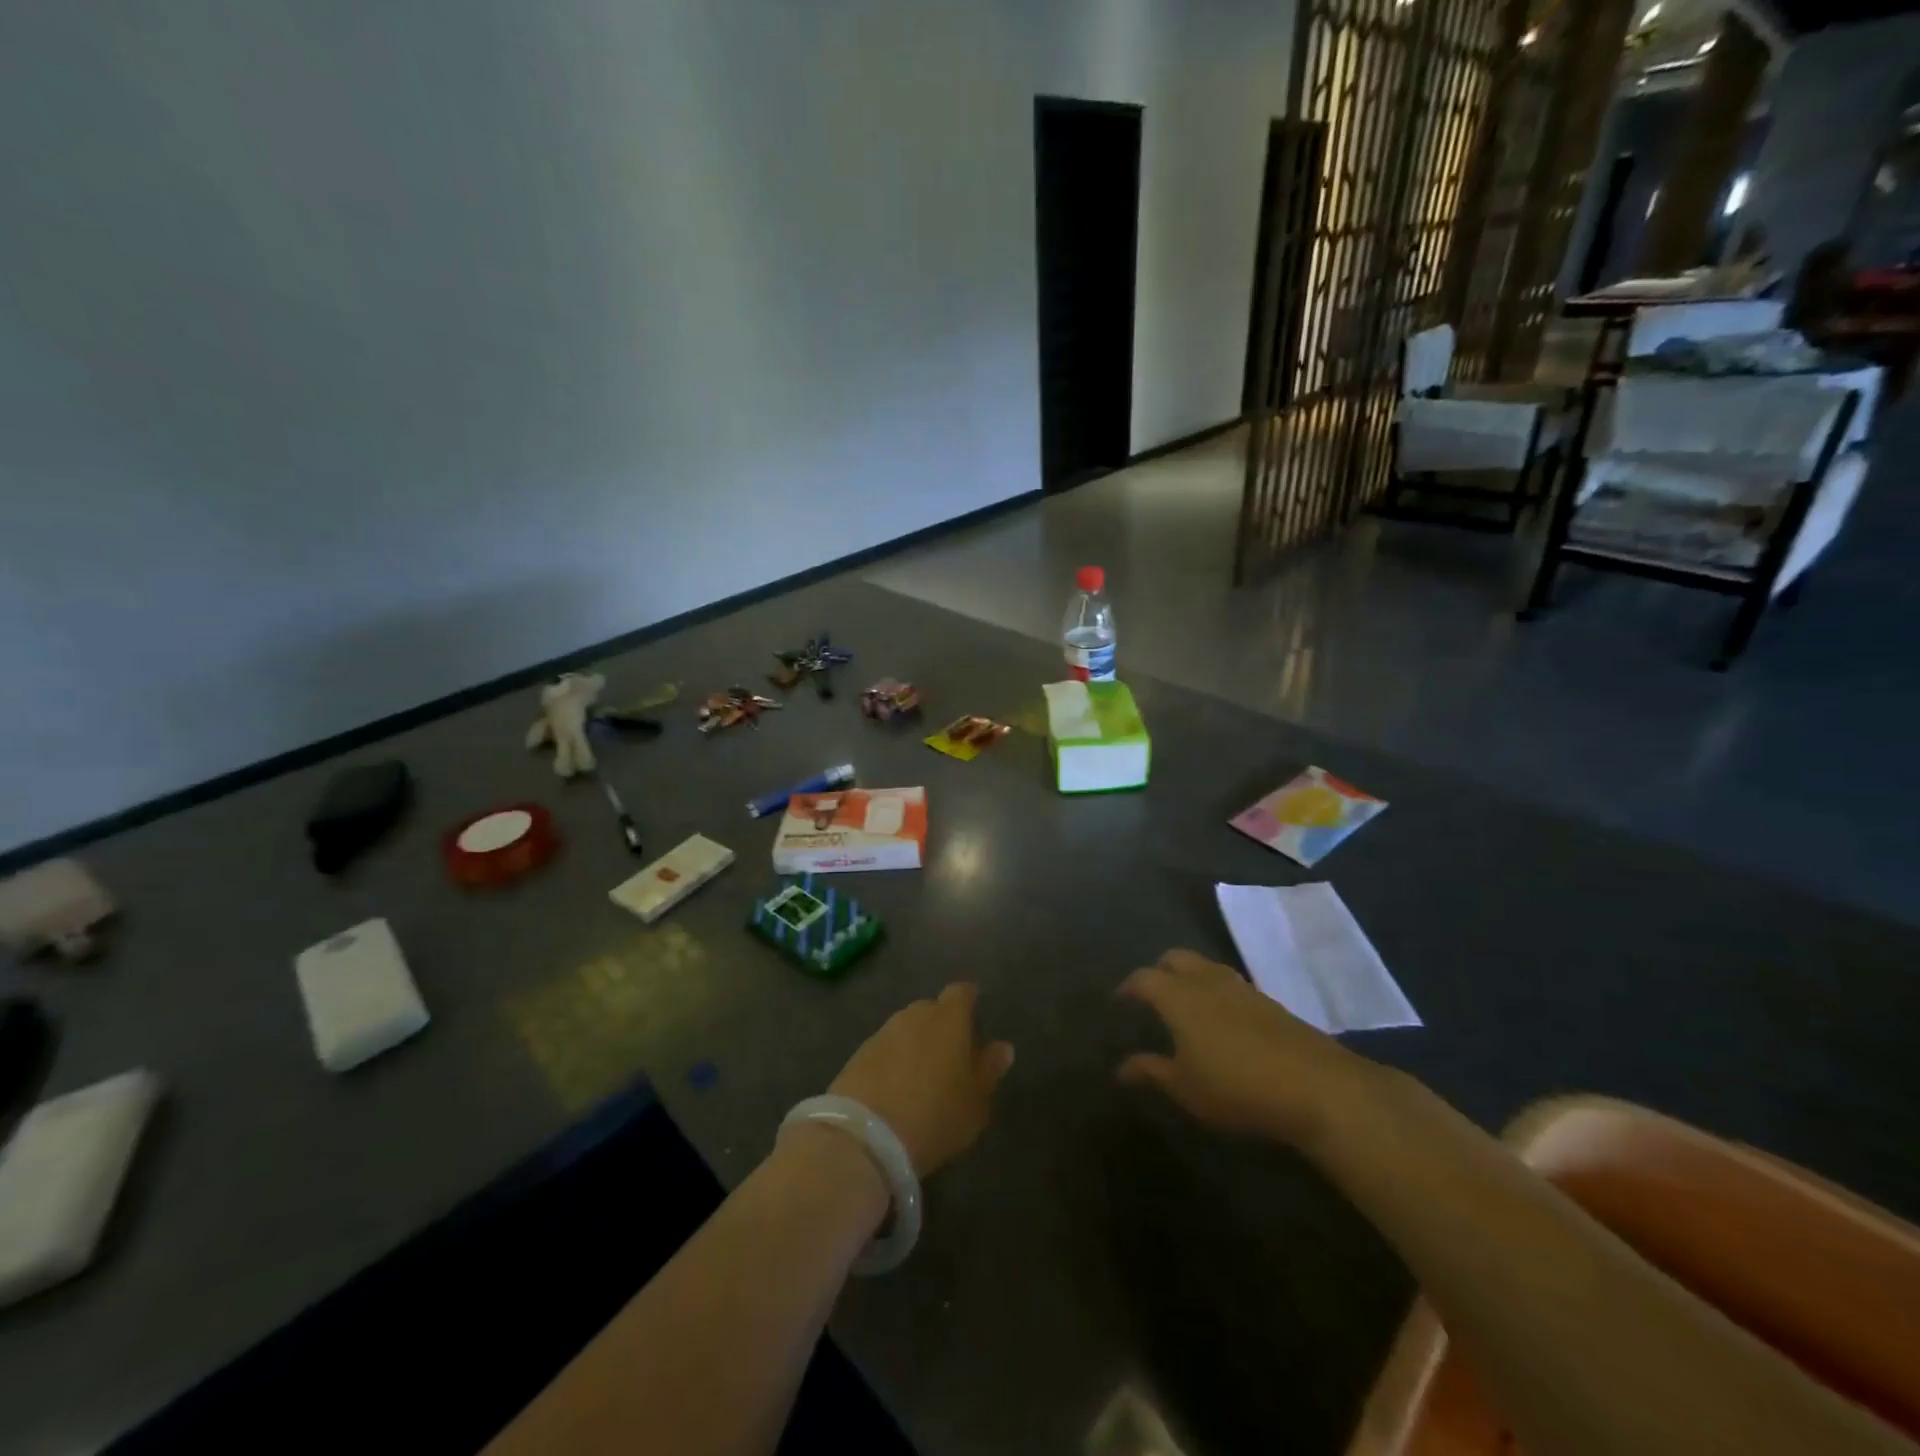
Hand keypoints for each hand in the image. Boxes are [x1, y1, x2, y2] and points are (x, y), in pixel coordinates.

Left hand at [825, 984, 1013, 1176]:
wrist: (865, 1136)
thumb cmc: (935, 1114)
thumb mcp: (975, 1101)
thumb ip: (989, 1069)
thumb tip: (1002, 1047)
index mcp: (948, 1018)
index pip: (962, 992)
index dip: (969, 1002)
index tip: (974, 1019)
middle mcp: (914, 1015)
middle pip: (932, 1010)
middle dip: (941, 1027)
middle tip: (950, 1058)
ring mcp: (883, 1032)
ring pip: (906, 1030)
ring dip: (915, 1045)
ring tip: (922, 1078)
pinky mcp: (858, 1054)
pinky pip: (885, 1050)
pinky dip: (892, 1062)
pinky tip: (895, 1091)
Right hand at [1117, 949, 1387, 1151]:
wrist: (1315, 1085)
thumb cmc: (1235, 1086)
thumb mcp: (1185, 1087)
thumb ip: (1151, 1071)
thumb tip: (1121, 1066)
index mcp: (1179, 997)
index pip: (1145, 978)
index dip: (1130, 986)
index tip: (1121, 998)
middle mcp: (1207, 982)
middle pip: (1177, 958)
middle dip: (1160, 969)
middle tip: (1152, 992)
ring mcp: (1242, 988)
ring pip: (1207, 966)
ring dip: (1191, 977)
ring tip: (1186, 1003)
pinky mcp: (1270, 1002)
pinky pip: (1231, 984)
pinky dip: (1217, 991)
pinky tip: (1222, 1018)